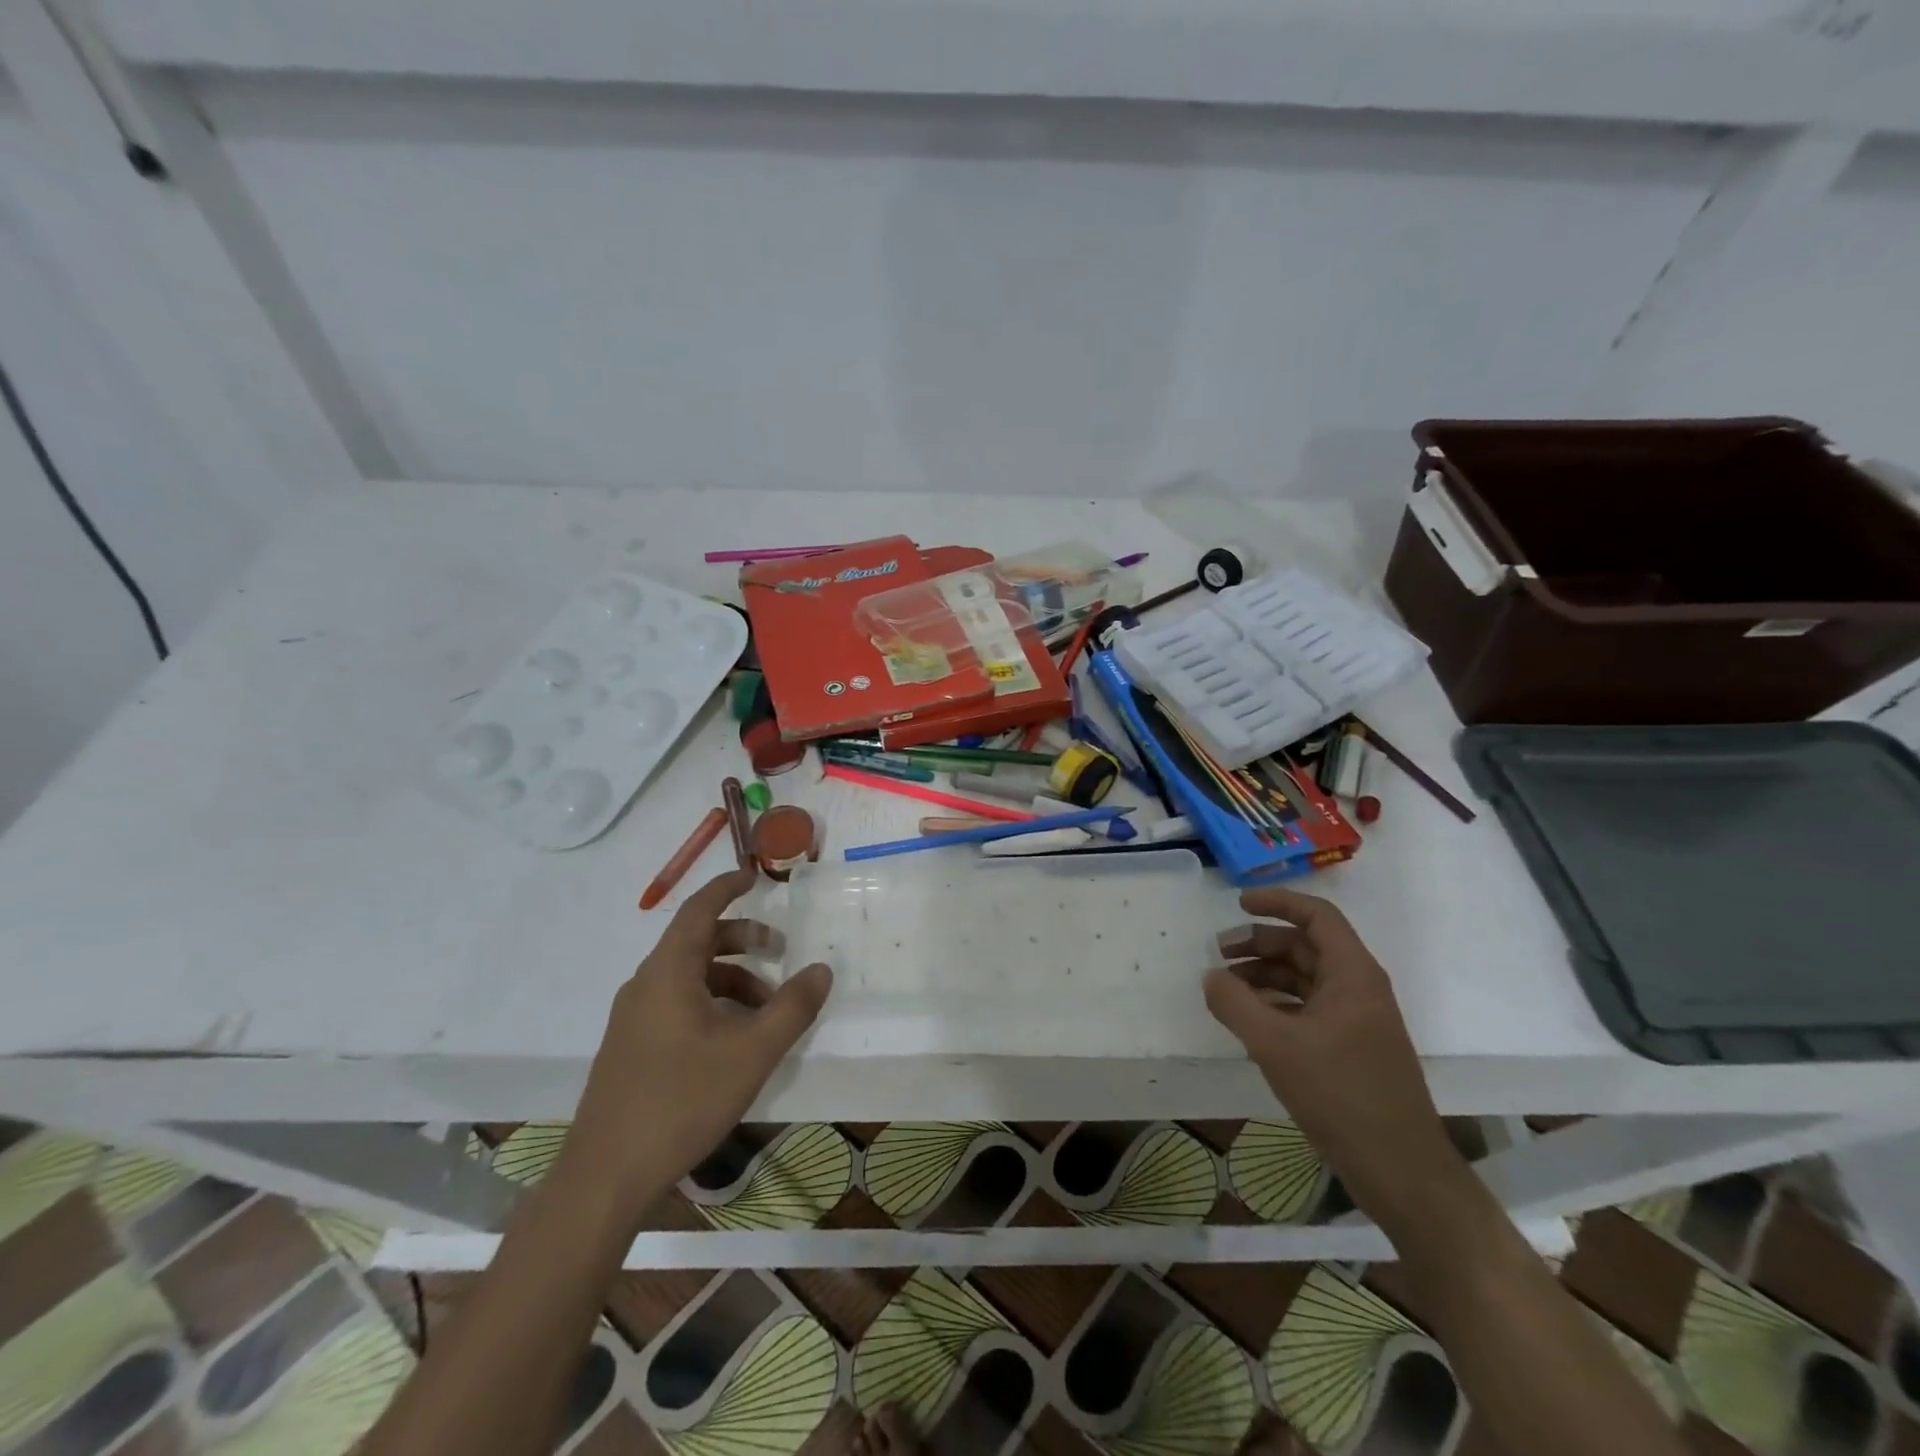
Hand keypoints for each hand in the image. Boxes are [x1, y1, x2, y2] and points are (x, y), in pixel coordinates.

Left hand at [561, 870, 832, 1225]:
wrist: (606, 1176)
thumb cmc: (681, 1101)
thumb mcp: (751, 1052)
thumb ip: (792, 1007)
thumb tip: (822, 969)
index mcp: (668, 972)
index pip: (699, 909)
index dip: (728, 887)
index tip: (755, 875)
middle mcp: (646, 984)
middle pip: (698, 941)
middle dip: (743, 939)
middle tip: (780, 951)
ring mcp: (634, 1017)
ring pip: (690, 976)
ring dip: (732, 979)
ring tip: (767, 1010)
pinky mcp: (631, 1047)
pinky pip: (678, 1003)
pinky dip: (712, 1003)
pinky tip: (735, 1040)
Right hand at [1203, 885, 1460, 1225]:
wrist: (1400, 1170)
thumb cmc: (1341, 1095)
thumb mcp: (1275, 1045)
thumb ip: (1235, 1003)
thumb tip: (1210, 977)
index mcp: (1352, 973)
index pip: (1316, 916)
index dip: (1277, 902)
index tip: (1238, 903)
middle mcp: (1358, 988)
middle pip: (1305, 946)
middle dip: (1259, 943)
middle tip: (1218, 953)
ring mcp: (1356, 1020)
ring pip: (1304, 978)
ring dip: (1264, 975)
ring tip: (1225, 988)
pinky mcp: (1350, 1049)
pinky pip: (1307, 1009)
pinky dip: (1275, 1004)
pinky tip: (1248, 1021)